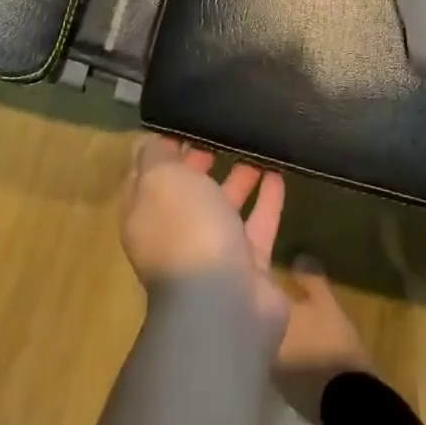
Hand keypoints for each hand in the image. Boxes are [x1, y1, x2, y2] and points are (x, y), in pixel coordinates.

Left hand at [120, 135, 287, 326]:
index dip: (161, 149)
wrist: (223, 304)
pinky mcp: (249, 266)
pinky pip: (258, 224)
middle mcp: (176, 234)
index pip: (146, 176)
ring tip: (254, 144)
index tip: (183, 120)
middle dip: (200, 161)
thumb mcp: (161, 180)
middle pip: (187, 192)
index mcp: (146, 215)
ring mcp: (214, 252)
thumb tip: (154, 141)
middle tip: (221, 128)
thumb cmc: (185, 230)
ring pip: (224, 207)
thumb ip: (155, 156)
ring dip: (238, 177)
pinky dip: (267, 199)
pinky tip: (279, 172)